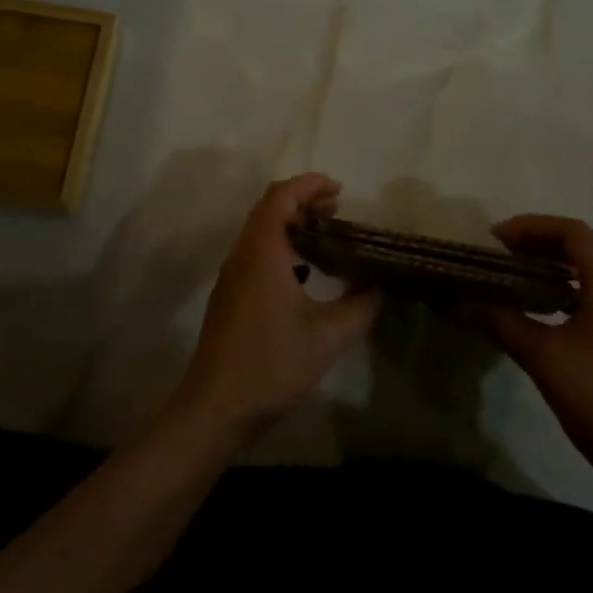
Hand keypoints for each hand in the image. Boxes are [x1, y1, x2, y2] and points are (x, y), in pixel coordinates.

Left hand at [167, 174, 378, 440]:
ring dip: (291, 224)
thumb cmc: (271, 365)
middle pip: (268, 208)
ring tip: (326, 237)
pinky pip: (255, 253)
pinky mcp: (229, 296)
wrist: (215, 407)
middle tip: (338, 211)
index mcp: (262, 253)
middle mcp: (242, 255)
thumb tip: (377, 286)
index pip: (281, 196)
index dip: (310, 185)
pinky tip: (304, 273)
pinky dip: (281, 247)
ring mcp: (232, 276)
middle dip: (303, 200)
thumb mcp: (327, 338)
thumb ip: (359, 306)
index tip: (340, 191)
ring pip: (260, 231)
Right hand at [478, 215, 592, 499]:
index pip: (574, 234)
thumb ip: (502, 322)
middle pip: (589, 248)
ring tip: (524, 276)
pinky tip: (555, 310)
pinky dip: (579, 289)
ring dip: (562, 267)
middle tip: (505, 253)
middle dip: (544, 243)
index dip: (532, 227)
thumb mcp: (542, 358)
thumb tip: (465, 302)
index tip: (497, 238)